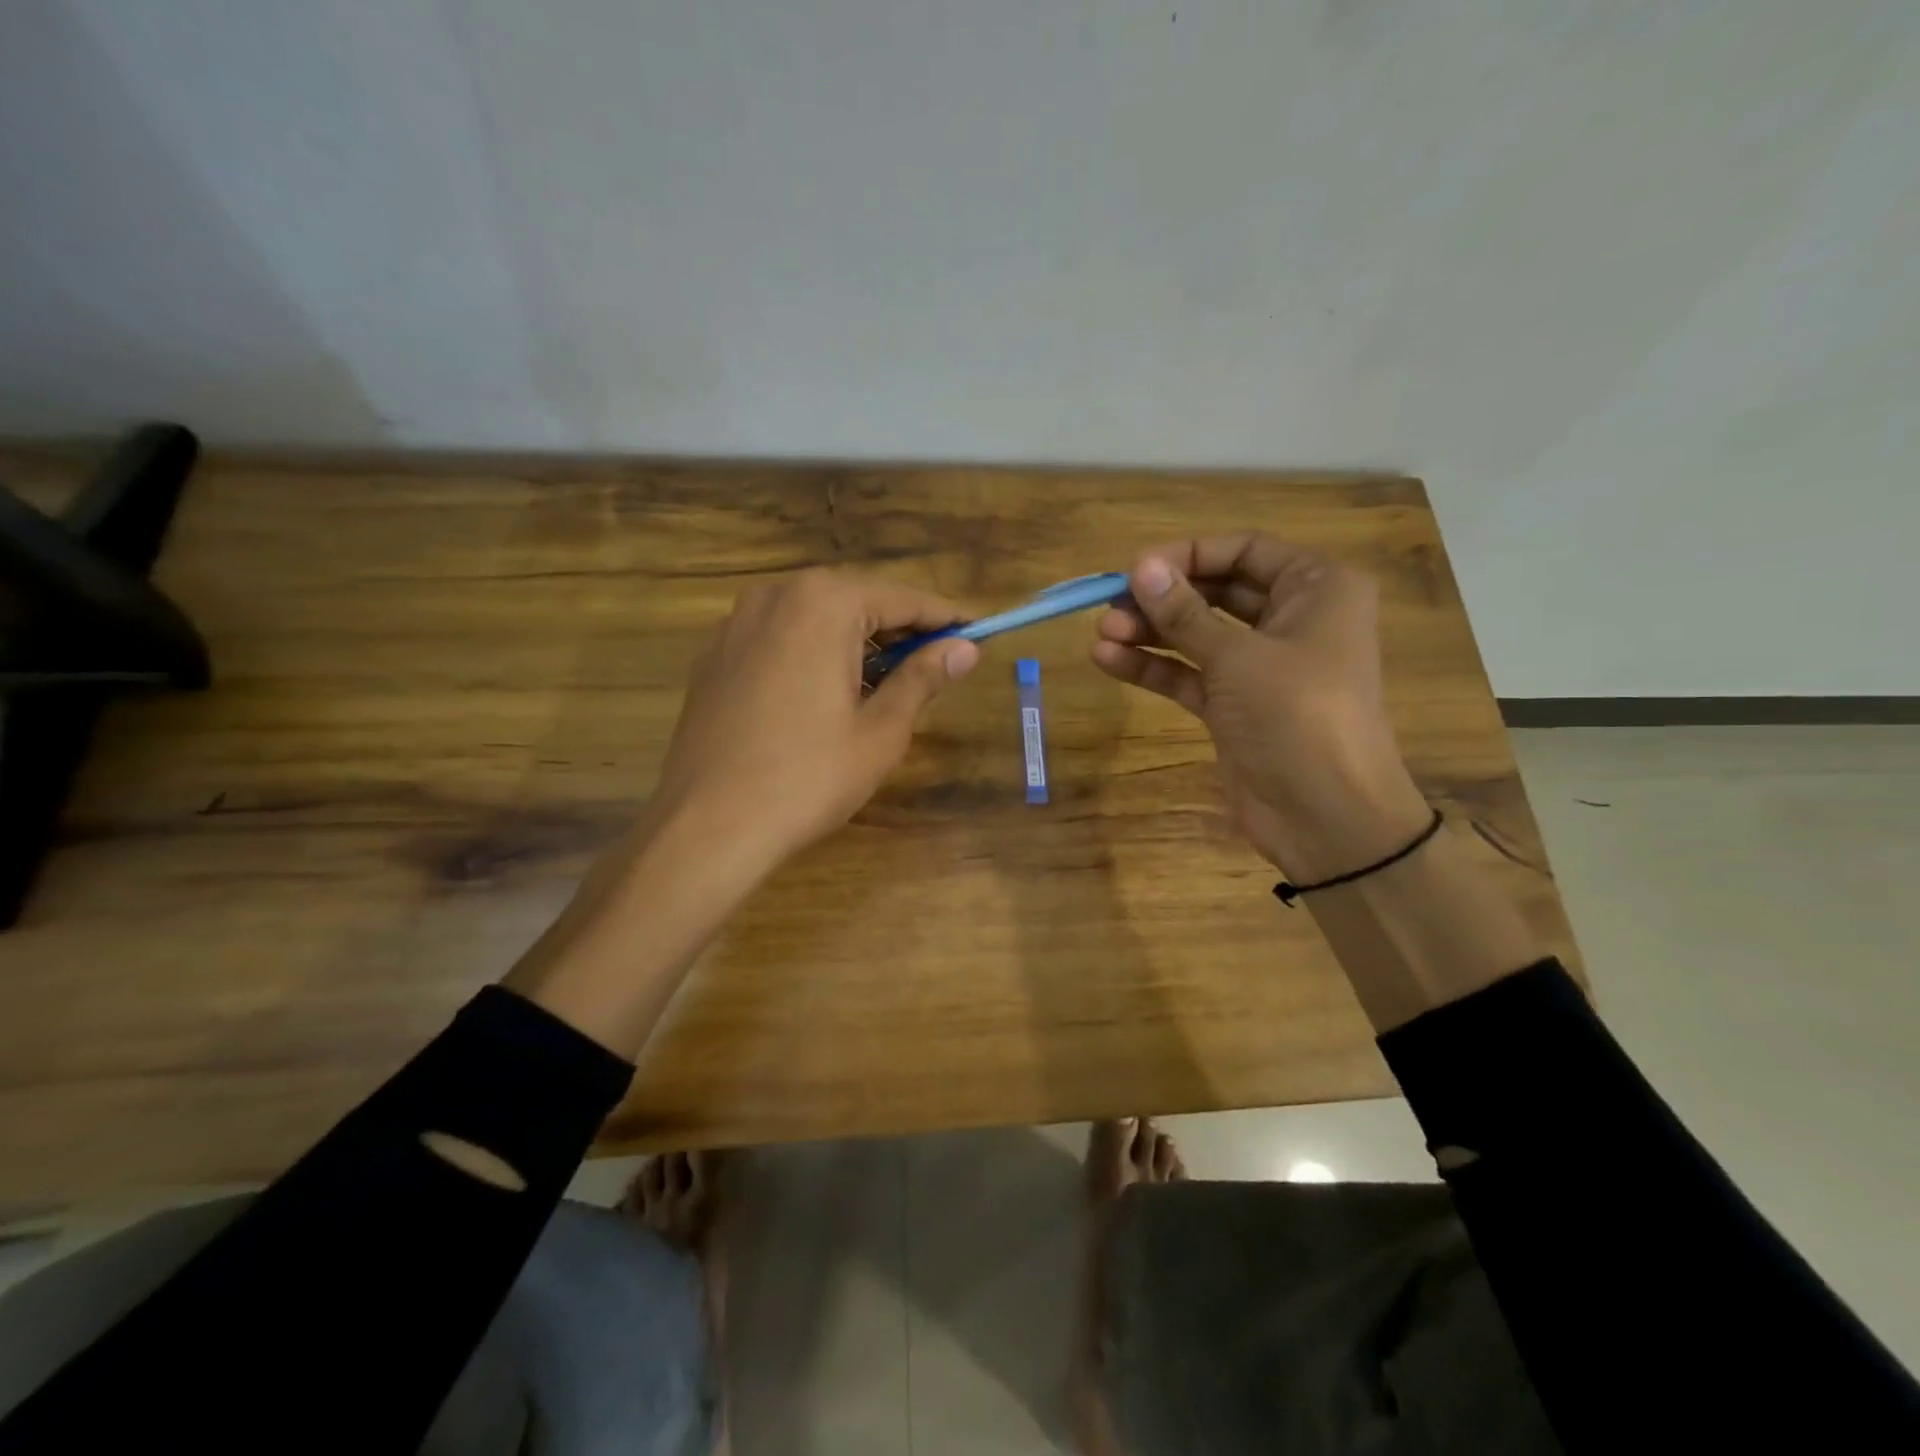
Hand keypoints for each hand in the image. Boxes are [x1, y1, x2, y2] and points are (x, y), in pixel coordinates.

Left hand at [651, 567, 979, 874]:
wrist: (707, 826)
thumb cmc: (808, 778)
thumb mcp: (880, 731)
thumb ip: (923, 678)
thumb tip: (965, 649)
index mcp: (823, 603)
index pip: (902, 597)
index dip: (944, 618)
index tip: (978, 632)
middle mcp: (776, 595)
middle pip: (857, 599)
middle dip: (899, 628)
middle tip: (936, 662)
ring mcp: (737, 622)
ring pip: (816, 616)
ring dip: (857, 640)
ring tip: (885, 681)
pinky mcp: (715, 654)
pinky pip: (781, 636)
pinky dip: (815, 651)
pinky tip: (826, 691)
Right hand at [1091, 534, 1429, 878]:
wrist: (1326, 816)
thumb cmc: (1297, 716)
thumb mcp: (1238, 657)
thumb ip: (1184, 613)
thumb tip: (1140, 567)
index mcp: (1317, 588)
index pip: (1245, 550)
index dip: (1188, 554)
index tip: (1136, 567)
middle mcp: (1292, 619)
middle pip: (1216, 591)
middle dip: (1162, 598)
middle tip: (1110, 604)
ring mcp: (1261, 666)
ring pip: (1198, 635)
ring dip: (1149, 632)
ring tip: (1100, 634)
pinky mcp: (1235, 705)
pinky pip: (1190, 674)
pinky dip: (1154, 667)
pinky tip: (1108, 661)